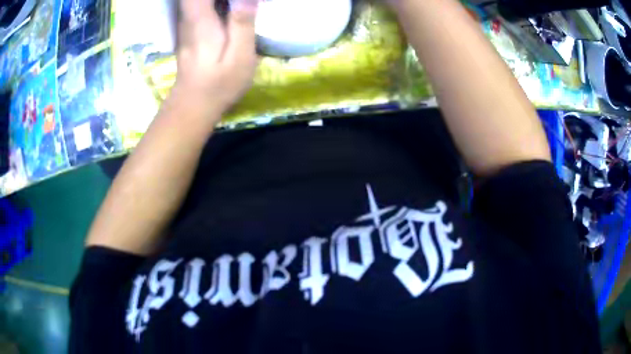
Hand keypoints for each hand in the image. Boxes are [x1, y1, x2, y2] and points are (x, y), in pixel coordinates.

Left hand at [172, 0, 259, 116]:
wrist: (194, 104)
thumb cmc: (219, 83)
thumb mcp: (239, 56)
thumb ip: (242, 23)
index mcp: (200, 19)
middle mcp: (189, 16)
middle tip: (240, 2)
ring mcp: (187, 21)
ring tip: (237, 4)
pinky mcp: (190, 27)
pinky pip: (199, 3)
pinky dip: (214, 2)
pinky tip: (230, 6)